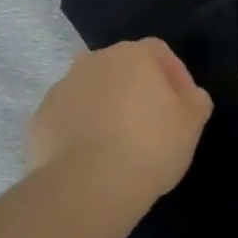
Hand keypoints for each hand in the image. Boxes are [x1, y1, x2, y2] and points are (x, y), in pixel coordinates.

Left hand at [29, 39, 212, 204]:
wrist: (87, 185)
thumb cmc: (149, 146)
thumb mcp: (191, 124)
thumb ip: (195, 100)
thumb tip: (190, 95)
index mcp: (132, 54)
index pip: (159, 52)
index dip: (174, 76)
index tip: (182, 107)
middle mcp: (94, 60)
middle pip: (122, 69)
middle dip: (136, 90)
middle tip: (150, 126)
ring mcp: (63, 86)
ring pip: (92, 91)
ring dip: (105, 108)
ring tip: (117, 145)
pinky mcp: (42, 116)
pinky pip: (68, 117)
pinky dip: (79, 130)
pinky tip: (90, 158)